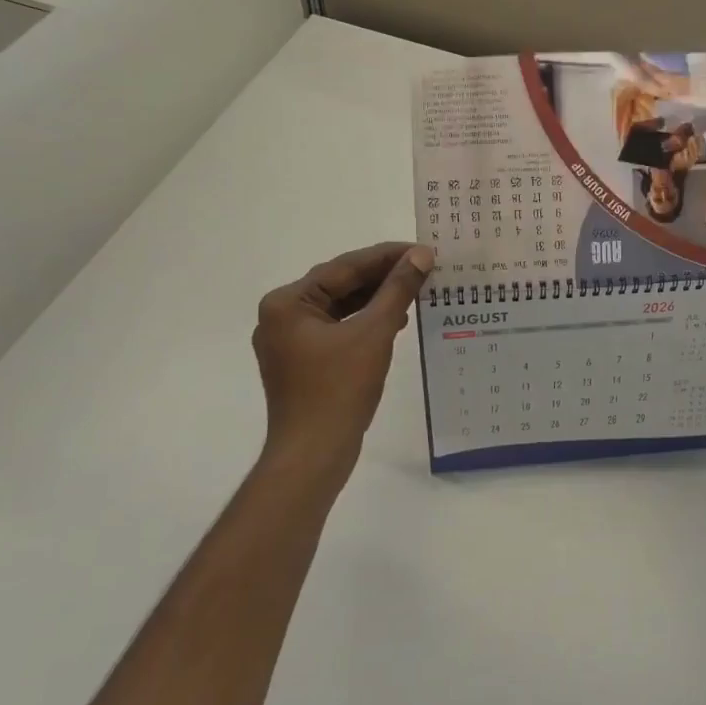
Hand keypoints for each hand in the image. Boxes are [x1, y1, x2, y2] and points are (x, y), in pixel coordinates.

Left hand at [251, 243, 433, 476]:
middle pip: (339, 285)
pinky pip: (338, 329)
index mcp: (288, 303)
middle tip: (424, 267)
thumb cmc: (339, 390)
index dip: (386, 256)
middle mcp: (281, 316)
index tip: (422, 249)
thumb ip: (398, 290)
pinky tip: (396, 320)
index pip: (343, 267)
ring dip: (377, 299)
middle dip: (383, 277)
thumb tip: (421, 255)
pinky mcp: (302, 361)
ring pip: (340, 307)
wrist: (313, 455)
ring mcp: (289, 341)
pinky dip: (365, 322)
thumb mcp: (374, 333)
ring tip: (416, 290)